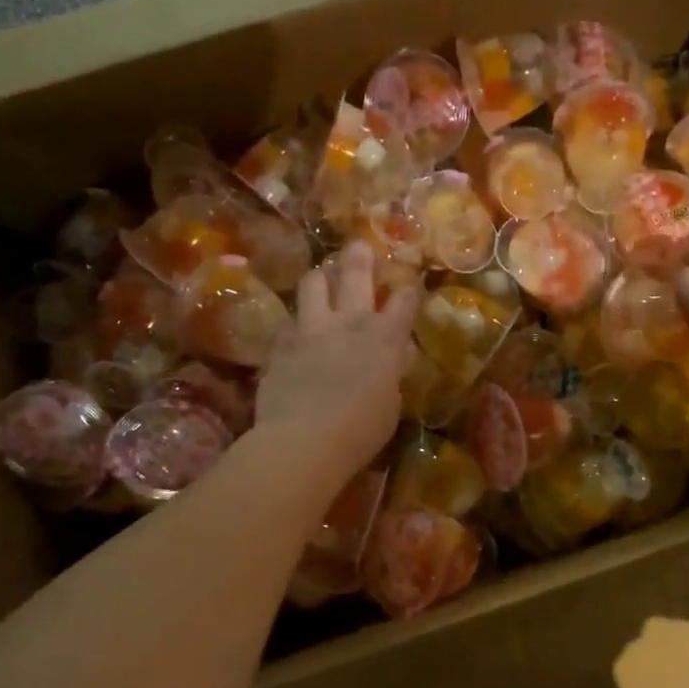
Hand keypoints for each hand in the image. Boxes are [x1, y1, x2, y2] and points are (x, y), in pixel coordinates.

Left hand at [258, 242, 419, 484]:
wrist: (304, 440)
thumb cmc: (360, 432)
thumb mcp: (390, 405)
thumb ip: (387, 376)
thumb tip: (385, 366)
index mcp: (385, 339)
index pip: (404, 300)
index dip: (408, 290)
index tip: (408, 286)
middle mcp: (349, 322)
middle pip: (355, 272)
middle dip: (360, 256)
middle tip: (359, 247)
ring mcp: (311, 329)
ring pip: (312, 282)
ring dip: (320, 278)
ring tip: (321, 279)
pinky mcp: (280, 343)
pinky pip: (288, 320)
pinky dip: (295, 321)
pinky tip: (296, 329)